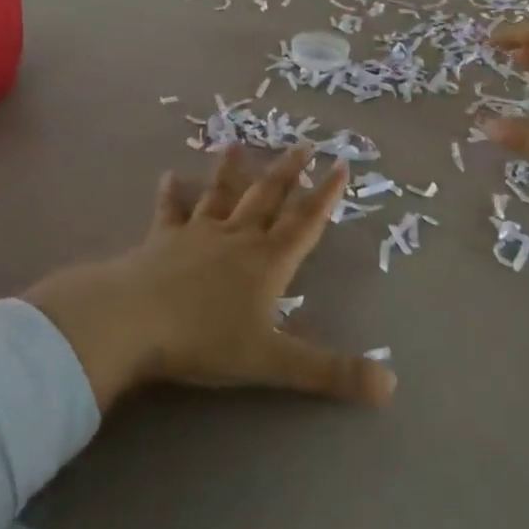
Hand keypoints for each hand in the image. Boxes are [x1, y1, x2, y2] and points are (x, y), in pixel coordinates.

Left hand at [24, 145, 397, 412]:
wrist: (136, 320)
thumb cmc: (207, 339)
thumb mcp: (274, 362)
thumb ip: (331, 372)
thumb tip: (391, 385)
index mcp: (268, 261)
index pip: (305, 223)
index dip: (326, 195)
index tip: (342, 165)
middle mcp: (238, 237)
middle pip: (268, 198)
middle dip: (288, 173)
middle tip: (303, 144)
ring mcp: (198, 233)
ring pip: (221, 195)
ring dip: (231, 171)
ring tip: (237, 144)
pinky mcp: (163, 239)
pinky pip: (171, 211)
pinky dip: (171, 194)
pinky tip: (168, 176)